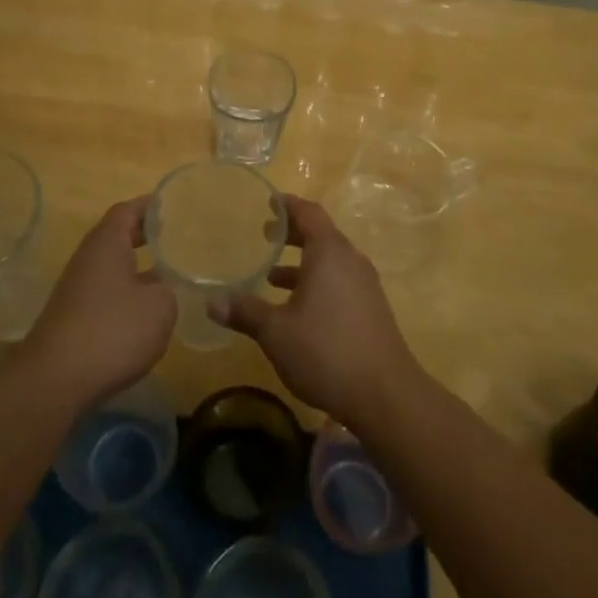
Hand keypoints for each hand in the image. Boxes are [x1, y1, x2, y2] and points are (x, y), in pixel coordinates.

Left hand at [21, 196, 174, 411]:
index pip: (127, 210)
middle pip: (116, 236)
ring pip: (111, 267)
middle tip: (174, 238)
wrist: (56, 379)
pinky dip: (125, 293)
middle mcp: (88, 259)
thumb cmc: (113, 330)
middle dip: (144, 236)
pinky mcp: (73, 318)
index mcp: (107, 243)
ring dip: (136, 267)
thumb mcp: (160, 307)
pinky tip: (145, 312)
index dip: (149, 206)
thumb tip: (160, 290)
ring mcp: (77, 289)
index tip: (171, 205)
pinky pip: (105, 293)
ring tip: (167, 274)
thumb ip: (167, 290)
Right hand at [210, 195, 422, 429]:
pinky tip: (296, 309)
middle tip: (264, 234)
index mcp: (330, 253)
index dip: (288, 205)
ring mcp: (364, 286)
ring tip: (271, 275)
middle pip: (321, 234)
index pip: (309, 213)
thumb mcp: (276, 332)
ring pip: (330, 261)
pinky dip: (316, 283)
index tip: (268, 202)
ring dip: (302, 263)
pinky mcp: (370, 309)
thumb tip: (211, 302)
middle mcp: (350, 261)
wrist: (386, 395)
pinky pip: (339, 282)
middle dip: (292, 233)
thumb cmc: (326, 351)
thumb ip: (245, 312)